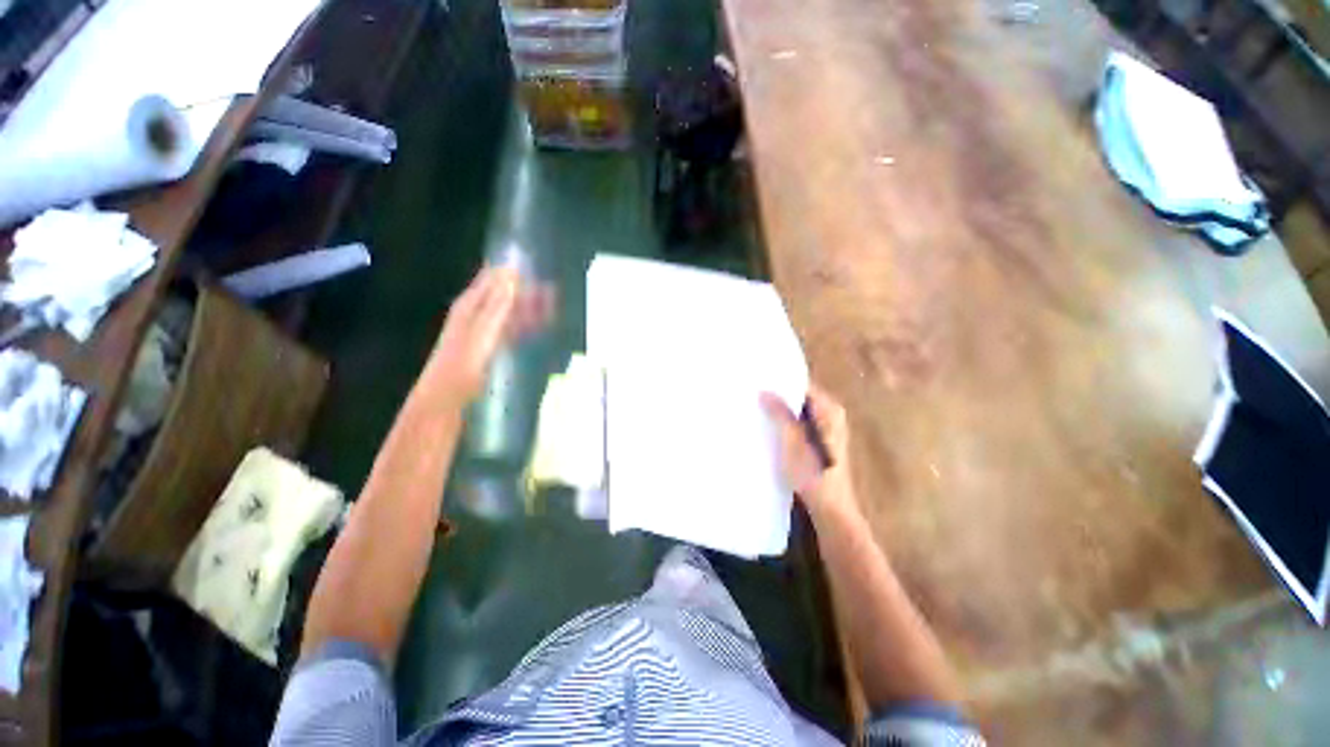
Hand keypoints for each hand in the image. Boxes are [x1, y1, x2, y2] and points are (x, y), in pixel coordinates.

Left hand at [427, 266, 553, 404]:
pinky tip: (538, 327)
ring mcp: (484, 330)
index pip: (492, 277)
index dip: (512, 269)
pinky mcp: (490, 346)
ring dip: (529, 308)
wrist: (447, 397)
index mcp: (471, 304)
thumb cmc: (462, 363)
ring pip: (511, 312)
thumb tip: (512, 274)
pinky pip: (512, 328)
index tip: (535, 264)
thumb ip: (497, 305)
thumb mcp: (482, 332)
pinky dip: (525, 325)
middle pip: (505, 294)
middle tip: (553, 291)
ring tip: (553, 307)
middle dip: (527, 290)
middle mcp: (477, 313)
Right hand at [761, 383, 856, 518]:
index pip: (802, 385)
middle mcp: (830, 416)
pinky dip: (783, 424)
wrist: (829, 510)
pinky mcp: (818, 444)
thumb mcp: (792, 440)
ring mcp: (825, 431)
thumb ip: (780, 413)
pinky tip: (765, 426)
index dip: (780, 381)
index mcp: (829, 409)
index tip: (757, 378)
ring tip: (753, 406)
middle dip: (777, 396)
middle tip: (751, 392)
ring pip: (797, 413)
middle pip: (799, 398)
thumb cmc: (812, 473)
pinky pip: (797, 425)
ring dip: (779, 411)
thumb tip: (764, 390)